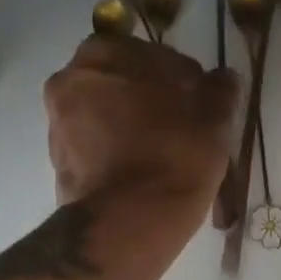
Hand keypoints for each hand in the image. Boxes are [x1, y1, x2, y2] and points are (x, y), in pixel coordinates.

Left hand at [45, 35, 238, 212]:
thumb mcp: (212, 120)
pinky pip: (96, 148)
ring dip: (132, 126)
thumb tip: (223, 77)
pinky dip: (117, 153)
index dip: (182, 77)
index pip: (152, 54)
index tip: (201, 102)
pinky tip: (144, 173)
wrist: (127, 224)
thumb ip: (219, 90)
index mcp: (102, 56)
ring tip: (165, 153)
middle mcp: (69, 82)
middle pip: (122, 84)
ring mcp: (57, 126)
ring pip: (106, 116)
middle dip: (151, 99)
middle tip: (183, 126)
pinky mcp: (58, 165)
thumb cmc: (173, 158)